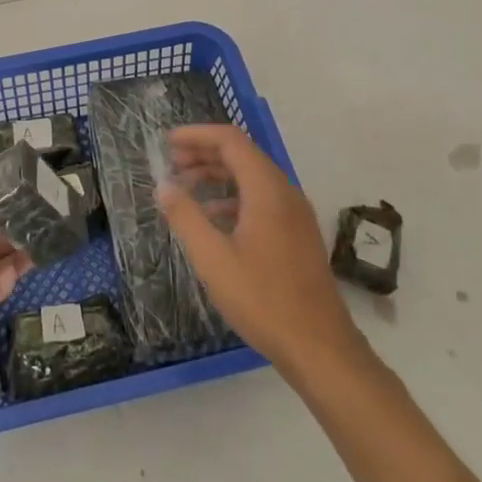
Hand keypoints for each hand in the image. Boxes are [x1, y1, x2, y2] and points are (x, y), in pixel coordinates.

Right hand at [157, 125, 364, 374]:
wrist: (319, 346)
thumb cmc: (262, 299)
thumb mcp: (213, 259)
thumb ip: (186, 217)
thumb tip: (163, 185)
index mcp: (267, 189)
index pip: (231, 140)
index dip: (197, 135)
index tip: (168, 142)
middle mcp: (285, 192)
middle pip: (243, 155)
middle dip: (205, 153)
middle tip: (172, 163)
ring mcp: (295, 213)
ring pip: (253, 177)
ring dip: (219, 175)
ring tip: (186, 187)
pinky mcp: (298, 233)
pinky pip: (262, 199)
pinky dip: (234, 197)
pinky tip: (214, 218)